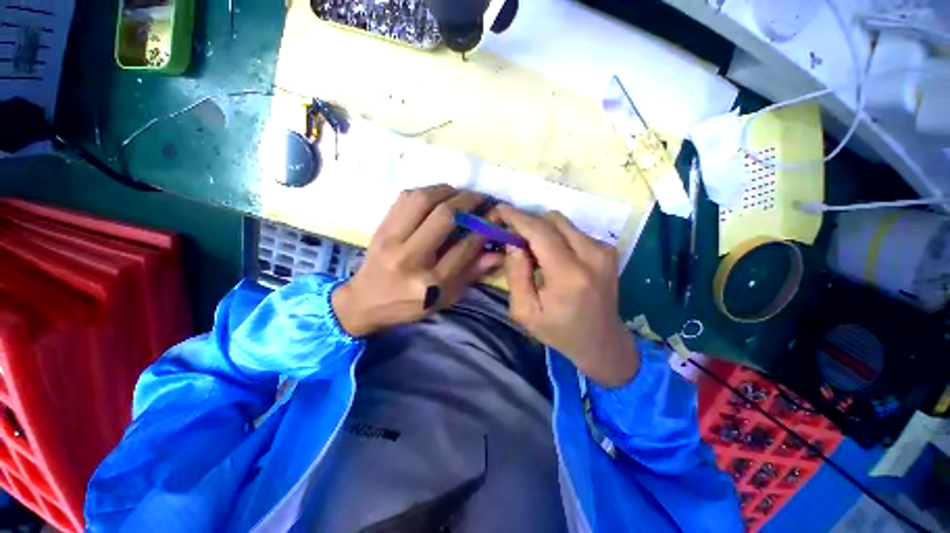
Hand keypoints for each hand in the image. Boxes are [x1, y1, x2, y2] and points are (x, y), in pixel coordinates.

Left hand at [332, 184, 503, 336]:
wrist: (364, 302)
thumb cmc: (410, 305)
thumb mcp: (446, 298)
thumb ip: (472, 274)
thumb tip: (498, 253)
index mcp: (430, 282)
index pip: (464, 247)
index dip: (483, 229)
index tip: (493, 220)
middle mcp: (410, 258)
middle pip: (444, 217)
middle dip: (468, 202)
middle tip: (480, 199)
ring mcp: (391, 239)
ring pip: (423, 199)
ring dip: (447, 191)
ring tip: (459, 195)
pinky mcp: (380, 227)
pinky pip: (404, 198)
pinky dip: (426, 191)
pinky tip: (436, 197)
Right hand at [497, 205, 638, 386]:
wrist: (602, 342)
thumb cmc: (559, 331)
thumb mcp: (525, 311)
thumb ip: (516, 274)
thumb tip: (513, 242)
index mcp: (569, 275)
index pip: (540, 232)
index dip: (517, 218)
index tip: (500, 209)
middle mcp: (592, 256)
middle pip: (552, 220)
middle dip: (527, 221)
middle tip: (511, 233)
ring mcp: (604, 251)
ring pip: (562, 223)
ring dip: (541, 229)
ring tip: (529, 247)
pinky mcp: (608, 250)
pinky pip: (573, 231)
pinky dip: (555, 235)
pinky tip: (549, 254)